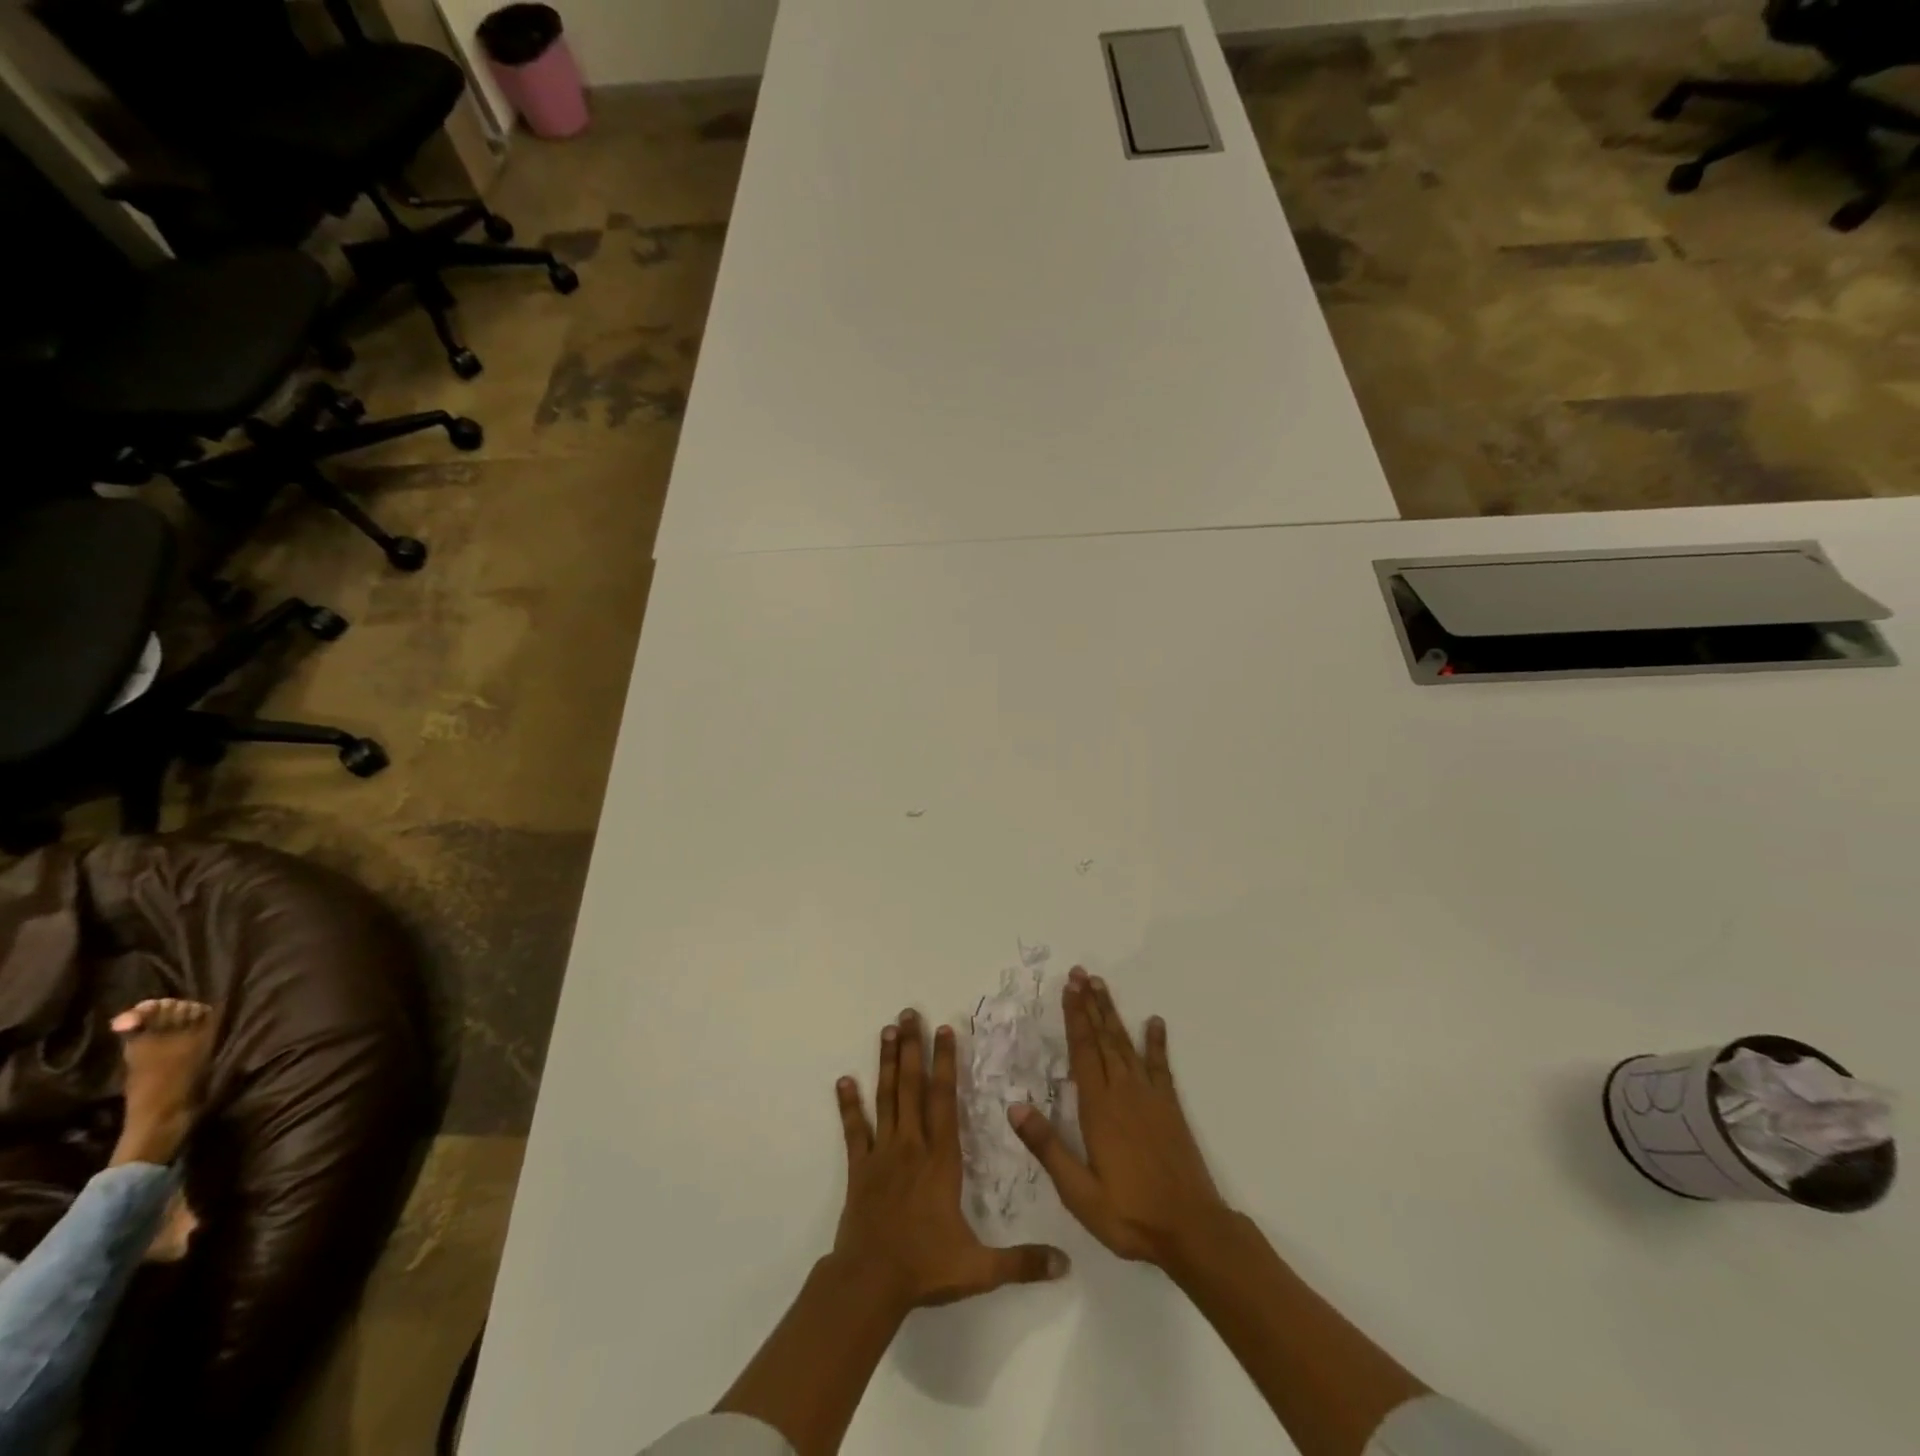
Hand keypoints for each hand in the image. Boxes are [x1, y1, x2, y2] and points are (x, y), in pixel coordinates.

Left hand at [834, 1010, 1069, 1313]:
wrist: (870, 1284)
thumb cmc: (925, 1268)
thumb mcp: (979, 1268)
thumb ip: (1022, 1262)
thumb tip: (1065, 1263)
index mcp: (941, 1160)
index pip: (945, 1100)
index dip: (945, 1062)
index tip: (945, 1029)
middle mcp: (912, 1145)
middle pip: (912, 1086)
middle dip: (913, 1047)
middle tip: (908, 1012)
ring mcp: (882, 1153)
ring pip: (885, 1098)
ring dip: (887, 1063)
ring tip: (887, 1030)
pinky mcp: (859, 1168)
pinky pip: (854, 1130)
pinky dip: (848, 1104)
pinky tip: (843, 1080)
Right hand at [1009, 968, 1229, 1271]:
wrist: (1191, 1230)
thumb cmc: (1129, 1214)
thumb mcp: (1078, 1191)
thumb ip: (1047, 1147)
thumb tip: (1014, 1106)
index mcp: (1098, 1108)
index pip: (1082, 1051)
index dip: (1074, 1017)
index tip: (1069, 988)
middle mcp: (1123, 1092)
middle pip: (1103, 1039)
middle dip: (1090, 1004)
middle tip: (1081, 973)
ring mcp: (1149, 1097)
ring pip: (1126, 1045)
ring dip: (1112, 1014)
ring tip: (1102, 986)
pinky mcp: (1170, 1108)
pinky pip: (1160, 1066)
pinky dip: (1156, 1042)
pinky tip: (1154, 1022)